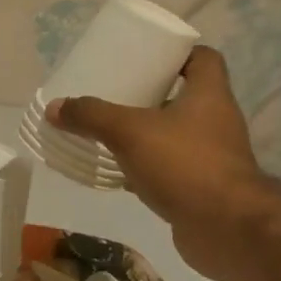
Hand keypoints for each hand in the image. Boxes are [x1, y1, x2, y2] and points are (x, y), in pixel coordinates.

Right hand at [47, 47, 272, 280]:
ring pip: (176, 134)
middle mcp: (216, 120)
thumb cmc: (184, 164)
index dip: (177, 53)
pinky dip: (147, 166)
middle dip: (151, 94)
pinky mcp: (202, 186)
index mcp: (209, 95)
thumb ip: (92, 117)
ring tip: (111, 131)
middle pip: (185, 96)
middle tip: (116, 93)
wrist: (225, 227)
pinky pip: (171, 167)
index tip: (146, 57)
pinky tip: (120, 171)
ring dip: (148, 132)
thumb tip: (55, 107)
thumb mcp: (129, 132)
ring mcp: (212, 156)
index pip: (203, 59)